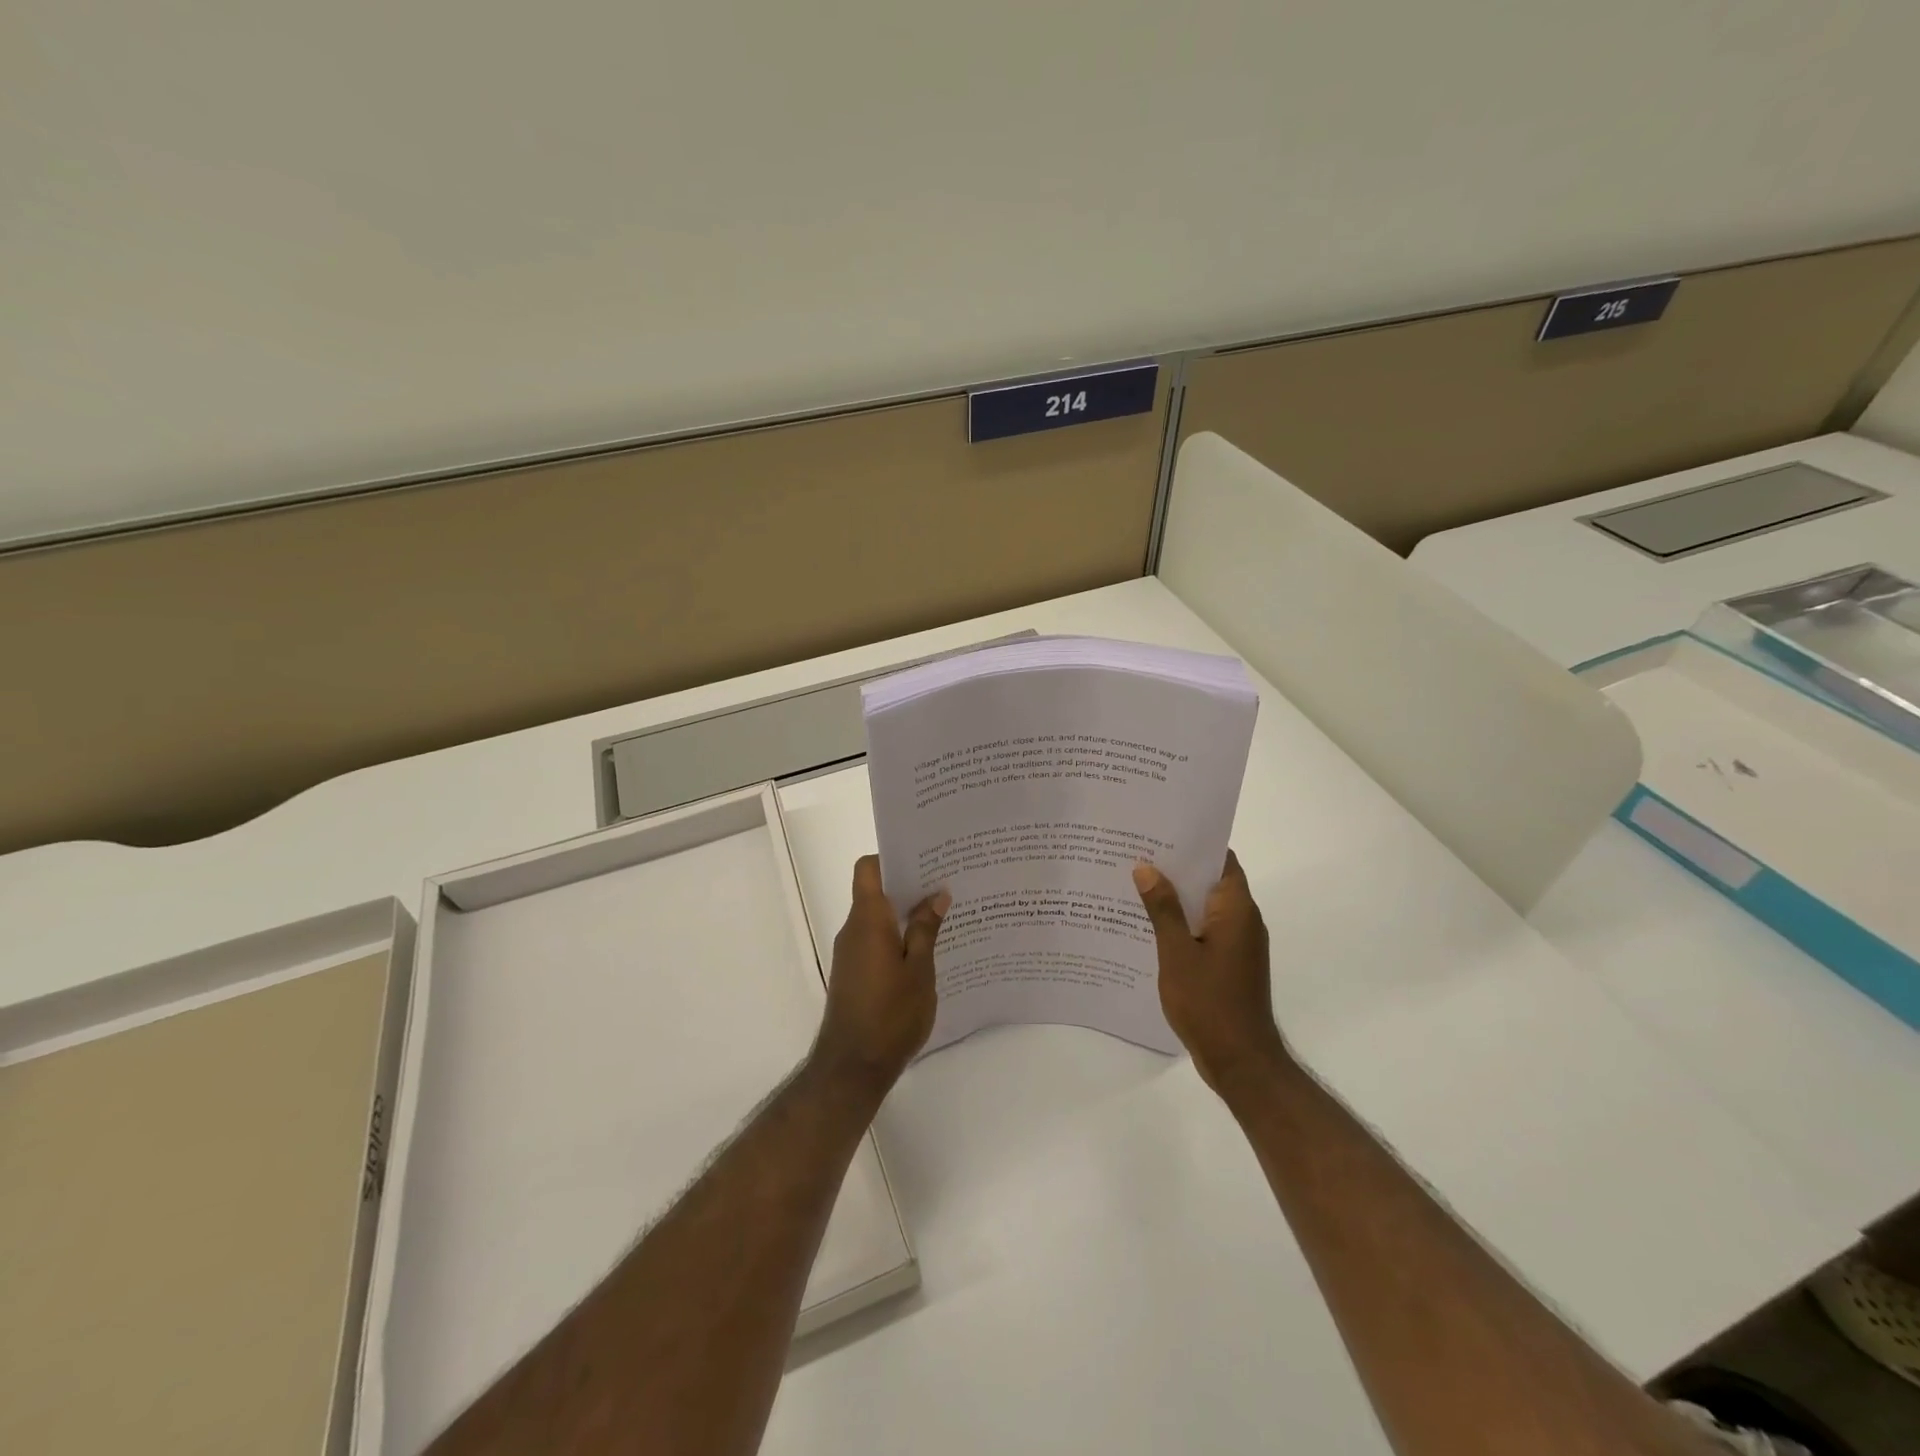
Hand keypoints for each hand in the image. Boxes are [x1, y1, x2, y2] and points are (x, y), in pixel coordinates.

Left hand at [811, 856, 947, 1094]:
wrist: (852, 1067)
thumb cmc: (890, 1015)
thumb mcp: (919, 970)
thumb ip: (926, 930)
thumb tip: (936, 895)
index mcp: (867, 920)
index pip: (868, 869)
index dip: (891, 858)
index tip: (923, 860)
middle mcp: (853, 930)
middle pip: (875, 891)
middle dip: (908, 886)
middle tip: (946, 885)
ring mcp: (850, 953)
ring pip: (877, 919)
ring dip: (905, 915)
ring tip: (944, 917)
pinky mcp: (853, 974)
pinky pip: (875, 941)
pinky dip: (897, 938)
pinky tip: (926, 952)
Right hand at [1133, 852, 1288, 1097]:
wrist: (1241, 1062)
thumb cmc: (1209, 1003)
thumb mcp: (1177, 953)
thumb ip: (1162, 909)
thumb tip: (1146, 867)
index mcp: (1236, 910)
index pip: (1221, 859)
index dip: (1193, 843)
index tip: (1160, 832)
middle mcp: (1244, 920)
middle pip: (1211, 881)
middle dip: (1177, 868)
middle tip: (1136, 855)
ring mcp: (1239, 944)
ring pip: (1206, 907)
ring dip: (1177, 897)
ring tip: (1135, 885)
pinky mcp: (1231, 963)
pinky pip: (1205, 929)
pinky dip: (1182, 922)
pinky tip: (1149, 926)